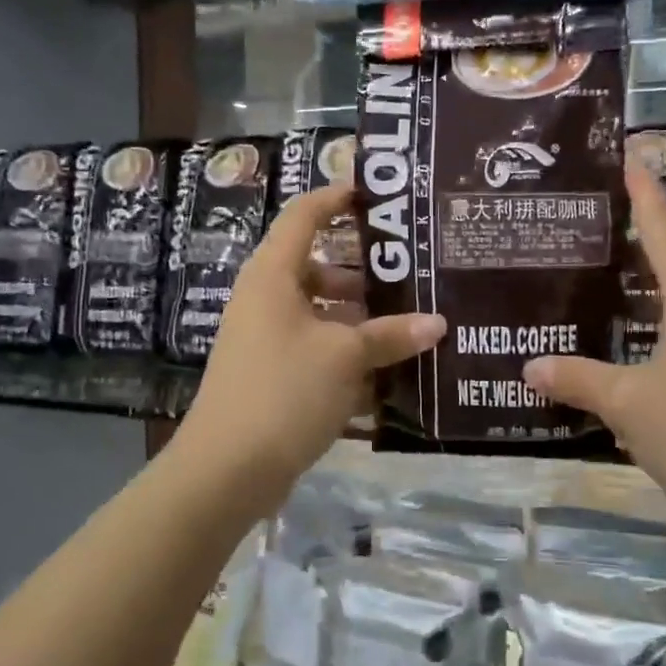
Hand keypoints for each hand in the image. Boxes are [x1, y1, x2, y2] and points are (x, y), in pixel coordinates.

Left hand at [174, 184, 445, 491]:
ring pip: (321, 313)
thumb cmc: (285, 391)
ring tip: (410, 326)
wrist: (227, 470)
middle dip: (364, 272)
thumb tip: (438, 323)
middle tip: (413, 275)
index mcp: (274, 275)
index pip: (304, 216)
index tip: (376, 196)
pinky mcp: (272, 375)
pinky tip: (387, 372)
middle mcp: (266, 299)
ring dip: (361, 319)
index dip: (336, 198)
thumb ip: (392, 335)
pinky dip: (347, 355)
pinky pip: (316, 350)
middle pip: (318, 268)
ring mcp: (266, 339)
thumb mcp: (346, 357)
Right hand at [524, 164, 665, 531]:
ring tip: (594, 264)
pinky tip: (615, 334)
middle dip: (638, 228)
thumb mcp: (629, 405)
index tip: (626, 154)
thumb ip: (578, 379)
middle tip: (589, 210)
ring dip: (640, 278)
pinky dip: (643, 321)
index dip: (644, 192)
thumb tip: (530, 365)